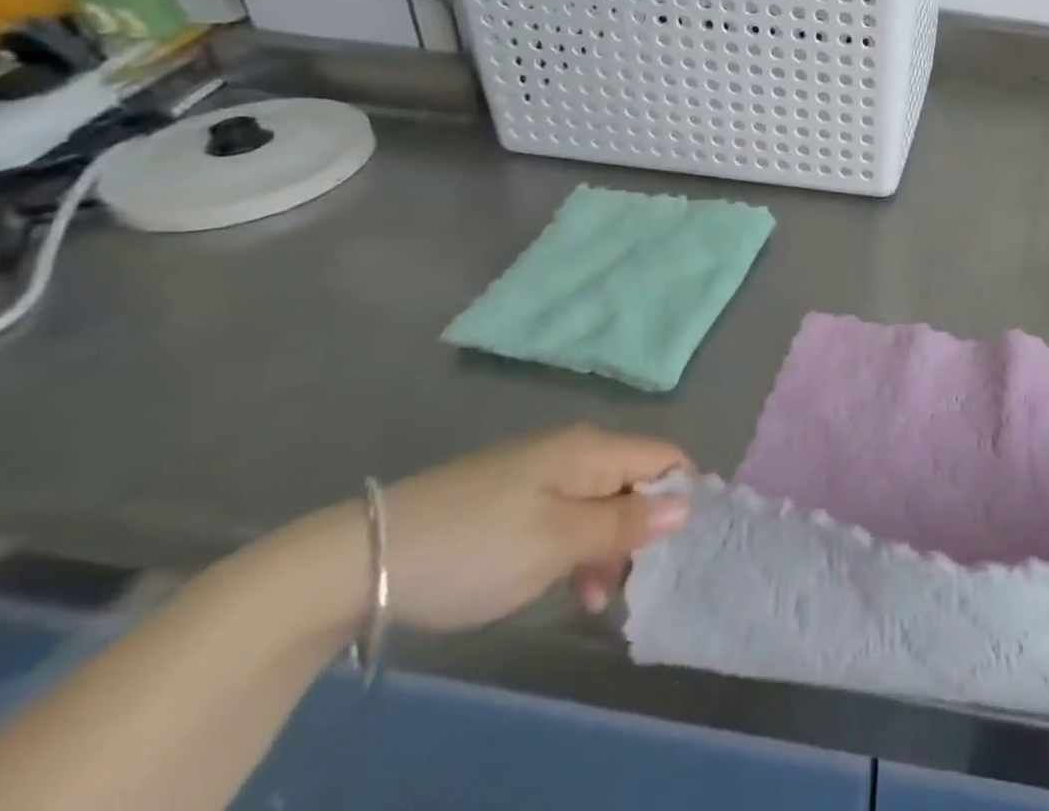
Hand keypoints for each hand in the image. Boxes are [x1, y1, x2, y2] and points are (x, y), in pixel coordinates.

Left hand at [291, 425, 692, 638]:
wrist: (361, 559)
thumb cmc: (476, 547)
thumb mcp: (559, 542)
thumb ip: (625, 524)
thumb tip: (687, 504)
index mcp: (592, 448)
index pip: (664, 457)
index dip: (683, 494)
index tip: (685, 547)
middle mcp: (574, 450)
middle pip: (634, 481)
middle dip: (644, 530)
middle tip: (636, 585)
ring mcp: (540, 473)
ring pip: (600, 503)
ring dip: (608, 548)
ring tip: (597, 600)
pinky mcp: (512, 498)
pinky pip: (566, 516)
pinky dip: (576, 549)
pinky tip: (566, 588)